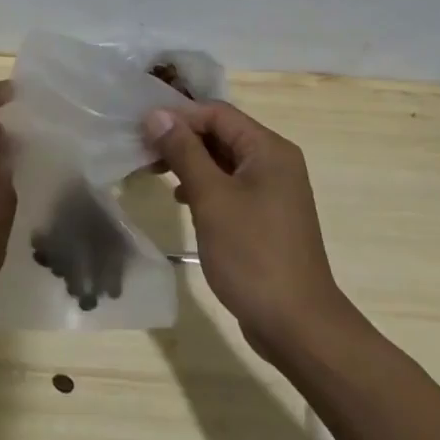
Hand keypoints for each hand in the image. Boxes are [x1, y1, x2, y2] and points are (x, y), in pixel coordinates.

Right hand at [143, 102, 357, 360]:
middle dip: (181, 138)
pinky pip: (229, 185)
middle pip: (220, 133)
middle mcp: (274, 162)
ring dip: (189, 161)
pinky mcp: (265, 216)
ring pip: (222, 160)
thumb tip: (156, 114)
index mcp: (268, 149)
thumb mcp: (211, 198)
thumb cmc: (253, 254)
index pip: (217, 113)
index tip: (142, 129)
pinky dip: (203, 185)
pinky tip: (181, 200)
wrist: (297, 326)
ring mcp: (272, 190)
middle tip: (143, 151)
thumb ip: (184, 152)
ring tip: (154, 172)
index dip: (178, 116)